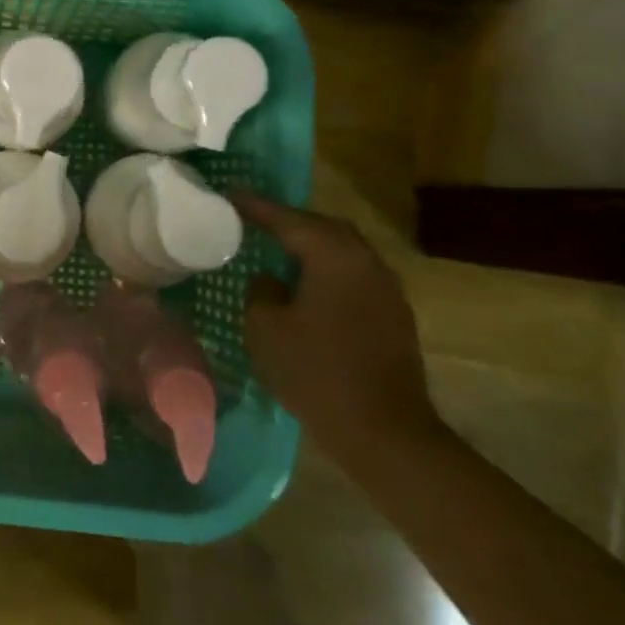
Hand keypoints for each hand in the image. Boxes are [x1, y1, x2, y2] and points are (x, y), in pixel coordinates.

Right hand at [232, 192, 442, 469]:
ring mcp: (386, 288)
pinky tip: (307, 285)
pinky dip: (328, 268)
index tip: (229, 194)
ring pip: (343, 249)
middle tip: (255, 220)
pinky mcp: (394, 314)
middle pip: (323, 227)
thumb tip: (270, 279)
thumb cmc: (315, 373)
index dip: (255, 206)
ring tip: (278, 249)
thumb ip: (260, 292)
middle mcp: (365, 262)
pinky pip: (354, 273)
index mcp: (333, 257)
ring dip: (312, 245)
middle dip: (289, 221)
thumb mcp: (265, 329)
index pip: (287, 219)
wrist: (384, 431)